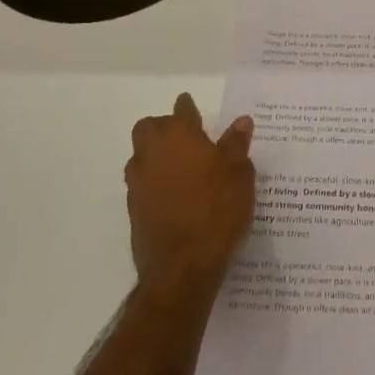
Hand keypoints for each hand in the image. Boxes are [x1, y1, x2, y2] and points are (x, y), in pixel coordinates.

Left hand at [124, 93, 255, 300]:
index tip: (192, 109)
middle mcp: (153, 152)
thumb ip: (236, 145)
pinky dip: (154, 181)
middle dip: (164, 127)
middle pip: (149, 127)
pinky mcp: (133, 207)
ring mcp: (138, 180)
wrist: (182, 266)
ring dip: (155, 154)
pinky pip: (141, 182)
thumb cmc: (217, 210)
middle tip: (187, 139)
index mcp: (180, 136)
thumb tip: (241, 121)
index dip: (188, 108)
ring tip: (180, 168)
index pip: (181, 111)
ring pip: (141, 154)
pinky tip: (173, 195)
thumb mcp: (239, 175)